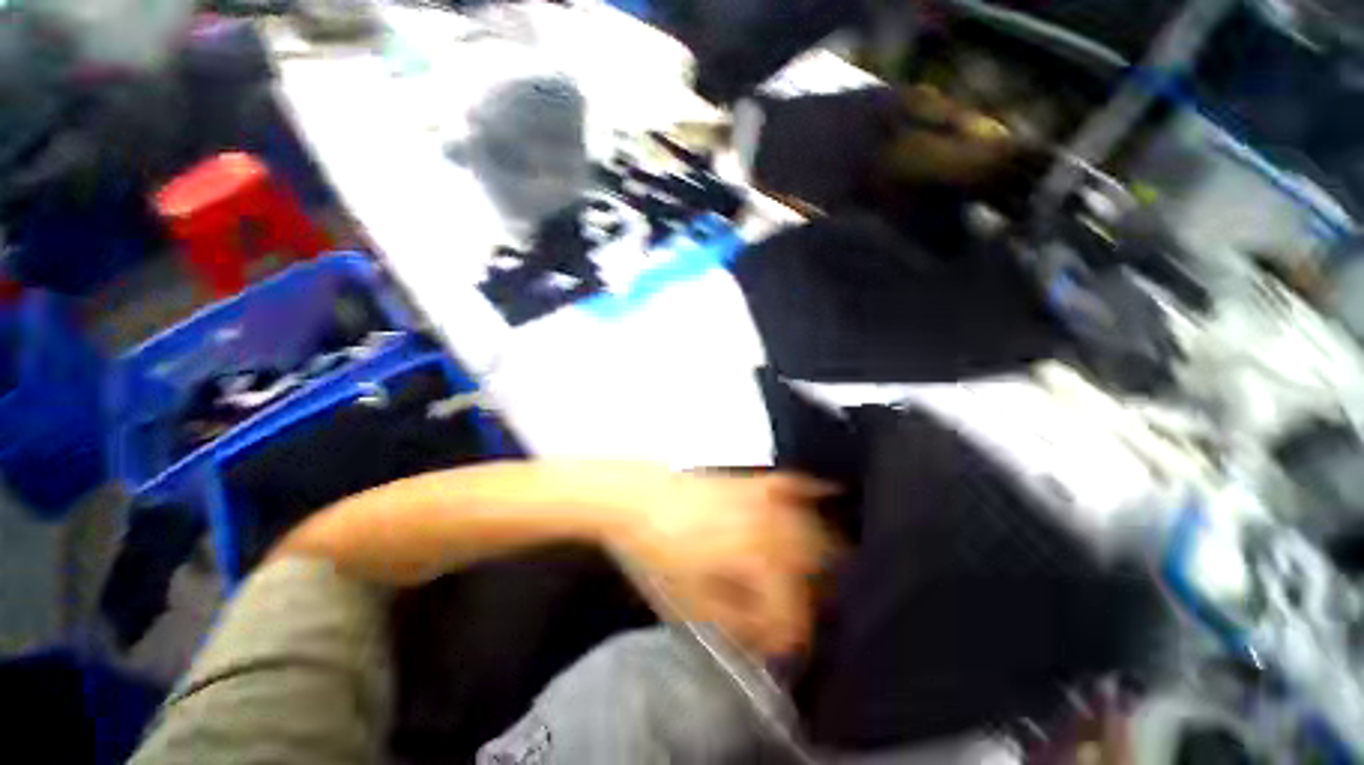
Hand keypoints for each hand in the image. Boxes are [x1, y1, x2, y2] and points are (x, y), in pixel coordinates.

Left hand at [603, 472, 839, 657]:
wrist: (636, 499)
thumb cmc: (658, 551)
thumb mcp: (690, 599)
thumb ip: (735, 622)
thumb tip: (765, 636)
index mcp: (755, 556)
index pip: (793, 606)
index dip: (790, 636)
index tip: (781, 649)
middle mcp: (771, 522)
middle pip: (817, 565)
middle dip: (816, 598)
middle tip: (799, 617)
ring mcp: (763, 496)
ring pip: (814, 528)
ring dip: (822, 556)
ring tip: (813, 577)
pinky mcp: (753, 481)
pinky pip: (794, 486)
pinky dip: (814, 495)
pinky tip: (828, 496)